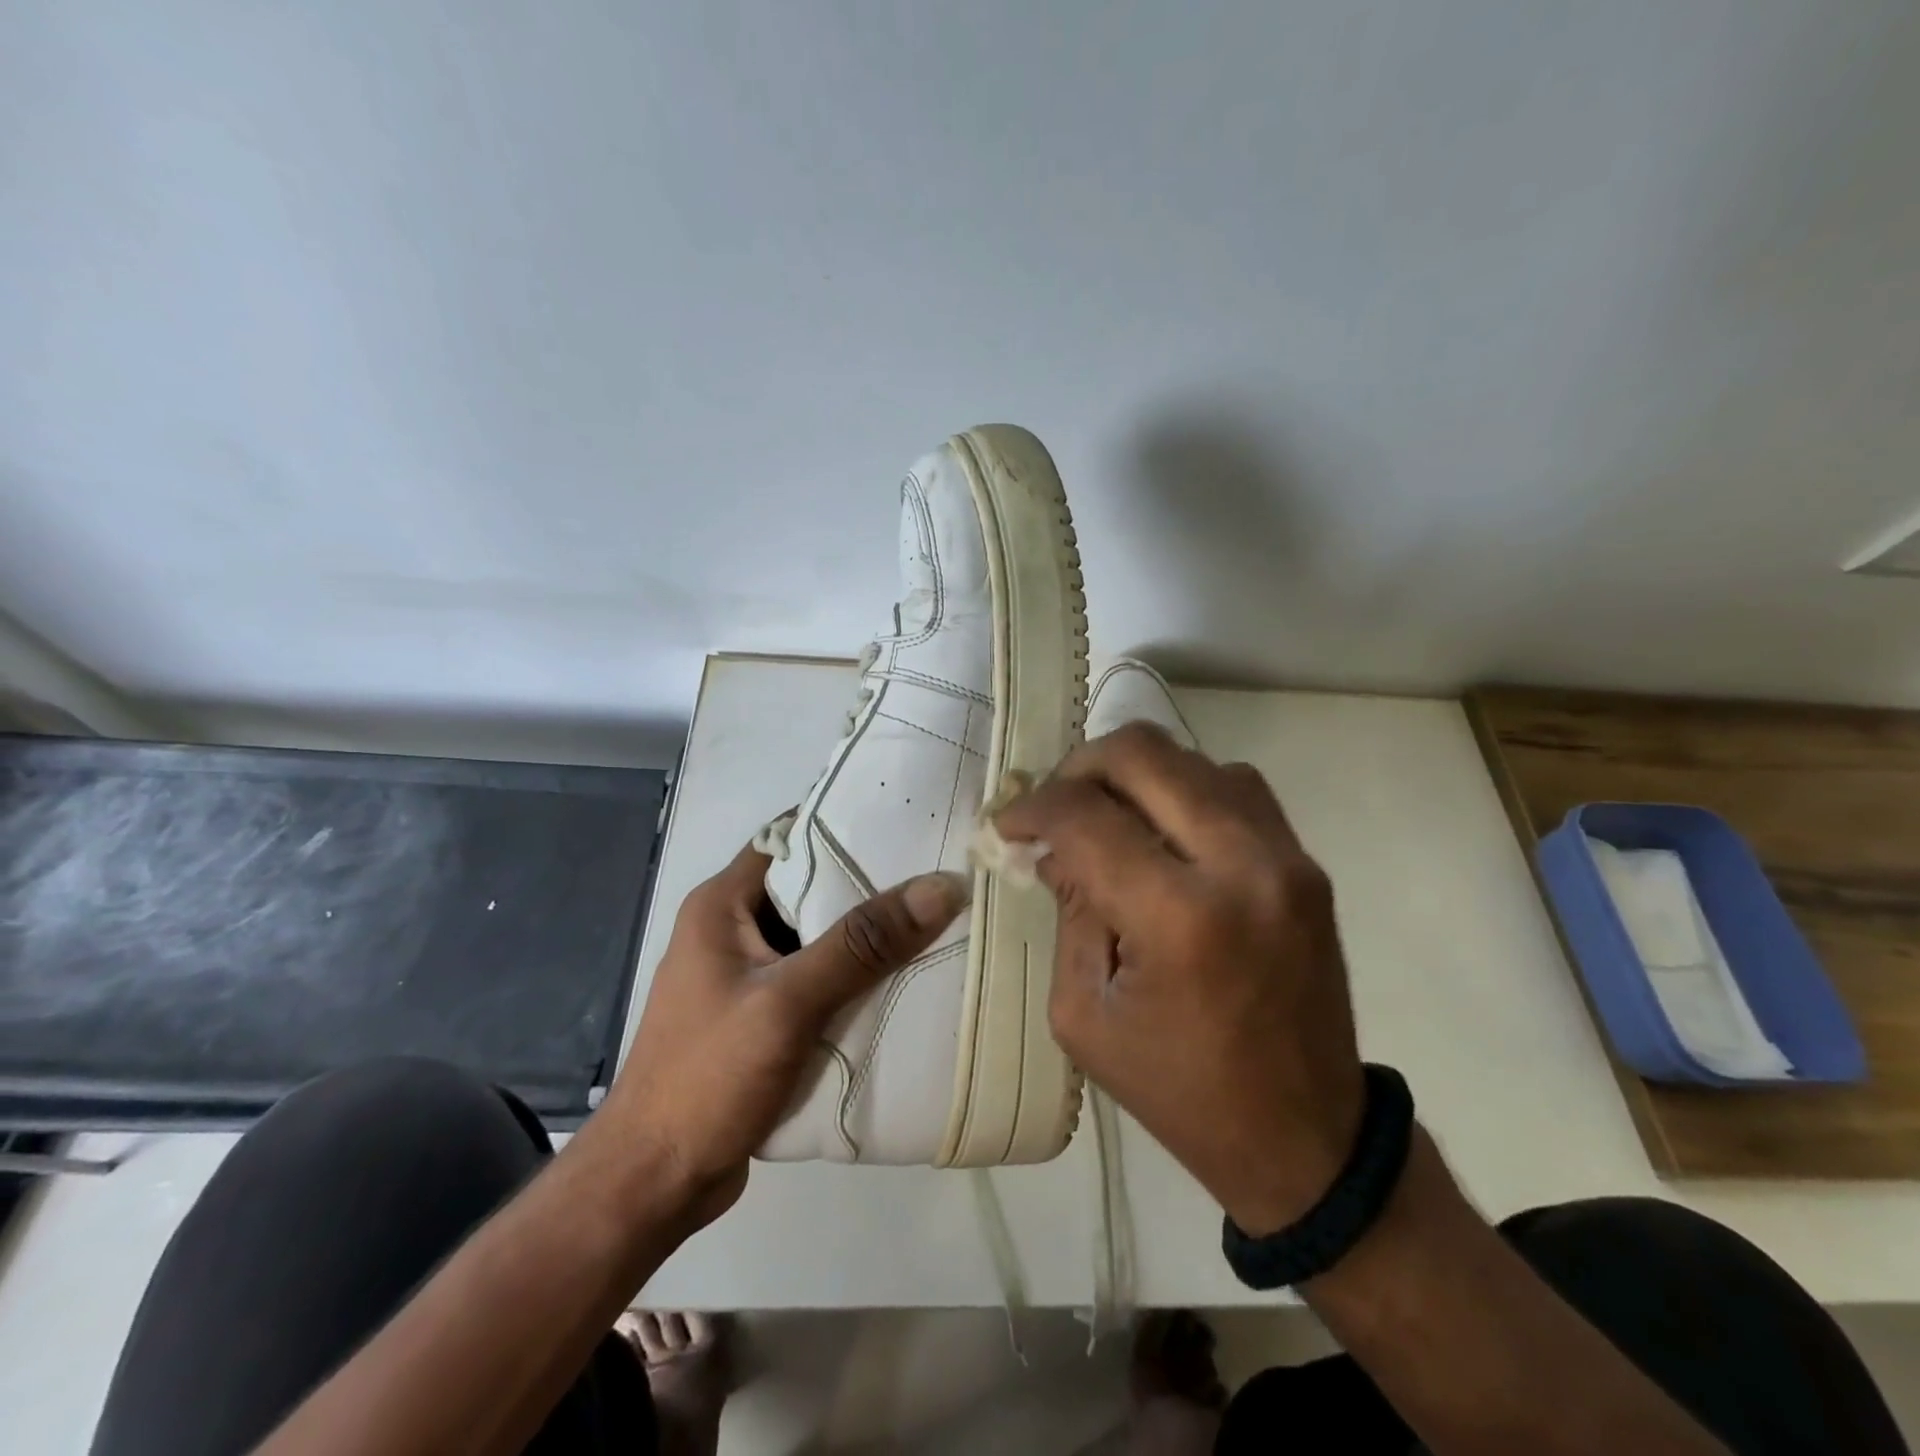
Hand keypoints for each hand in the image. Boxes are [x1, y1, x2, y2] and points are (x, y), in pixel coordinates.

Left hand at [605, 842, 968, 1226]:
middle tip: (936, 873)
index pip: (790, 838)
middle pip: (809, 887)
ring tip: (934, 919)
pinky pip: (815, 978)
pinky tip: (900, 981)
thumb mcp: (788, 1003)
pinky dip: (852, 977)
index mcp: (722, 905)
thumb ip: (862, 944)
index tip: (910, 823)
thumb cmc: (708, 1077)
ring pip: (816, 936)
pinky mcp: (759, 1015)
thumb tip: (941, 887)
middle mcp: (731, 929)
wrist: (653, 1184)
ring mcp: (745, 975)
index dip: (846, 825)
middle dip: (869, 882)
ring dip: (865, 935)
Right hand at [996, 724, 1364, 1234]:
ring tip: (1104, 815)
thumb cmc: (1179, 1090)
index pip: (1086, 816)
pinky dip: (1184, 789)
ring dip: (1134, 775)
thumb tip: (1053, 847)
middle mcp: (1240, 864)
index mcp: (1178, 916)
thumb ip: (1069, 912)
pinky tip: (1161, 830)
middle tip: (1052, 806)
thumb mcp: (1085, 1013)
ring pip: (1192, 759)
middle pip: (1144, 754)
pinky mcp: (1306, 863)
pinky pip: (1234, 787)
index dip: (1032, 809)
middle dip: (1079, 767)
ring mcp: (1285, 856)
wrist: (1304, 1138)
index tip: (1007, 826)